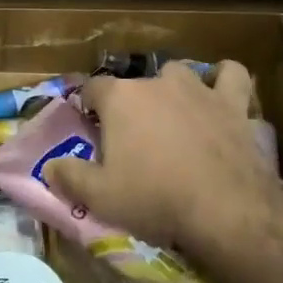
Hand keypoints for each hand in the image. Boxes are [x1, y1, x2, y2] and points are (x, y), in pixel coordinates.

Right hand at [43, 63, 282, 272]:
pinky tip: (220, 92)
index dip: (89, 106)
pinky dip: (224, 80)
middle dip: (130, 104)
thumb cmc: (154, 198)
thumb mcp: (99, 197)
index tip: (90, 126)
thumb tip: (50, 168)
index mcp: (120, 98)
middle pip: (134, 84)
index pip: (93, 88)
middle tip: (132, 137)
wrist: (225, 209)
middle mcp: (156, 83)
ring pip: (179, 73)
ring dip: (172, 88)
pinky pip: (232, 75)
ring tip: (172, 112)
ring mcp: (198, 89)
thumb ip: (69, 177)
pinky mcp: (233, 104)